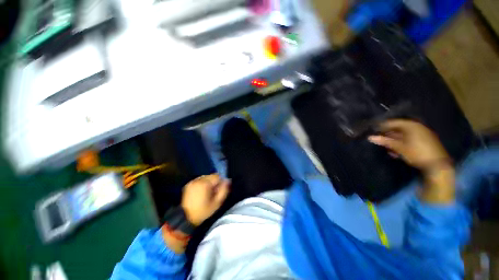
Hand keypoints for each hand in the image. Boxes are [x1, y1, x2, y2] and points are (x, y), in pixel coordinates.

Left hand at [181, 174, 229, 225]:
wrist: (185, 218)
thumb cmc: (203, 211)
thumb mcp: (217, 203)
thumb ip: (224, 190)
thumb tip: (228, 181)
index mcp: (205, 184)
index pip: (217, 176)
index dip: (220, 182)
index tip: (219, 190)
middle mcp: (198, 180)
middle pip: (211, 176)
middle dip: (214, 182)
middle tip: (213, 192)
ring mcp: (192, 182)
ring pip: (205, 177)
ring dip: (208, 183)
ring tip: (207, 193)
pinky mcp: (189, 184)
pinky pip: (199, 180)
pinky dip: (202, 184)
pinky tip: (201, 193)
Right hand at [368, 119, 450, 172]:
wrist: (437, 165)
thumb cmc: (417, 153)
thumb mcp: (399, 147)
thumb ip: (385, 141)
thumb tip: (370, 137)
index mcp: (411, 126)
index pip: (393, 122)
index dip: (383, 126)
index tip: (374, 131)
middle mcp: (417, 127)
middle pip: (398, 128)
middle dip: (388, 134)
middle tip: (380, 140)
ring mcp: (422, 134)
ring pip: (404, 135)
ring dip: (394, 140)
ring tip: (387, 148)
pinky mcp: (425, 141)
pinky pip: (410, 139)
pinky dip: (402, 143)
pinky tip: (397, 151)